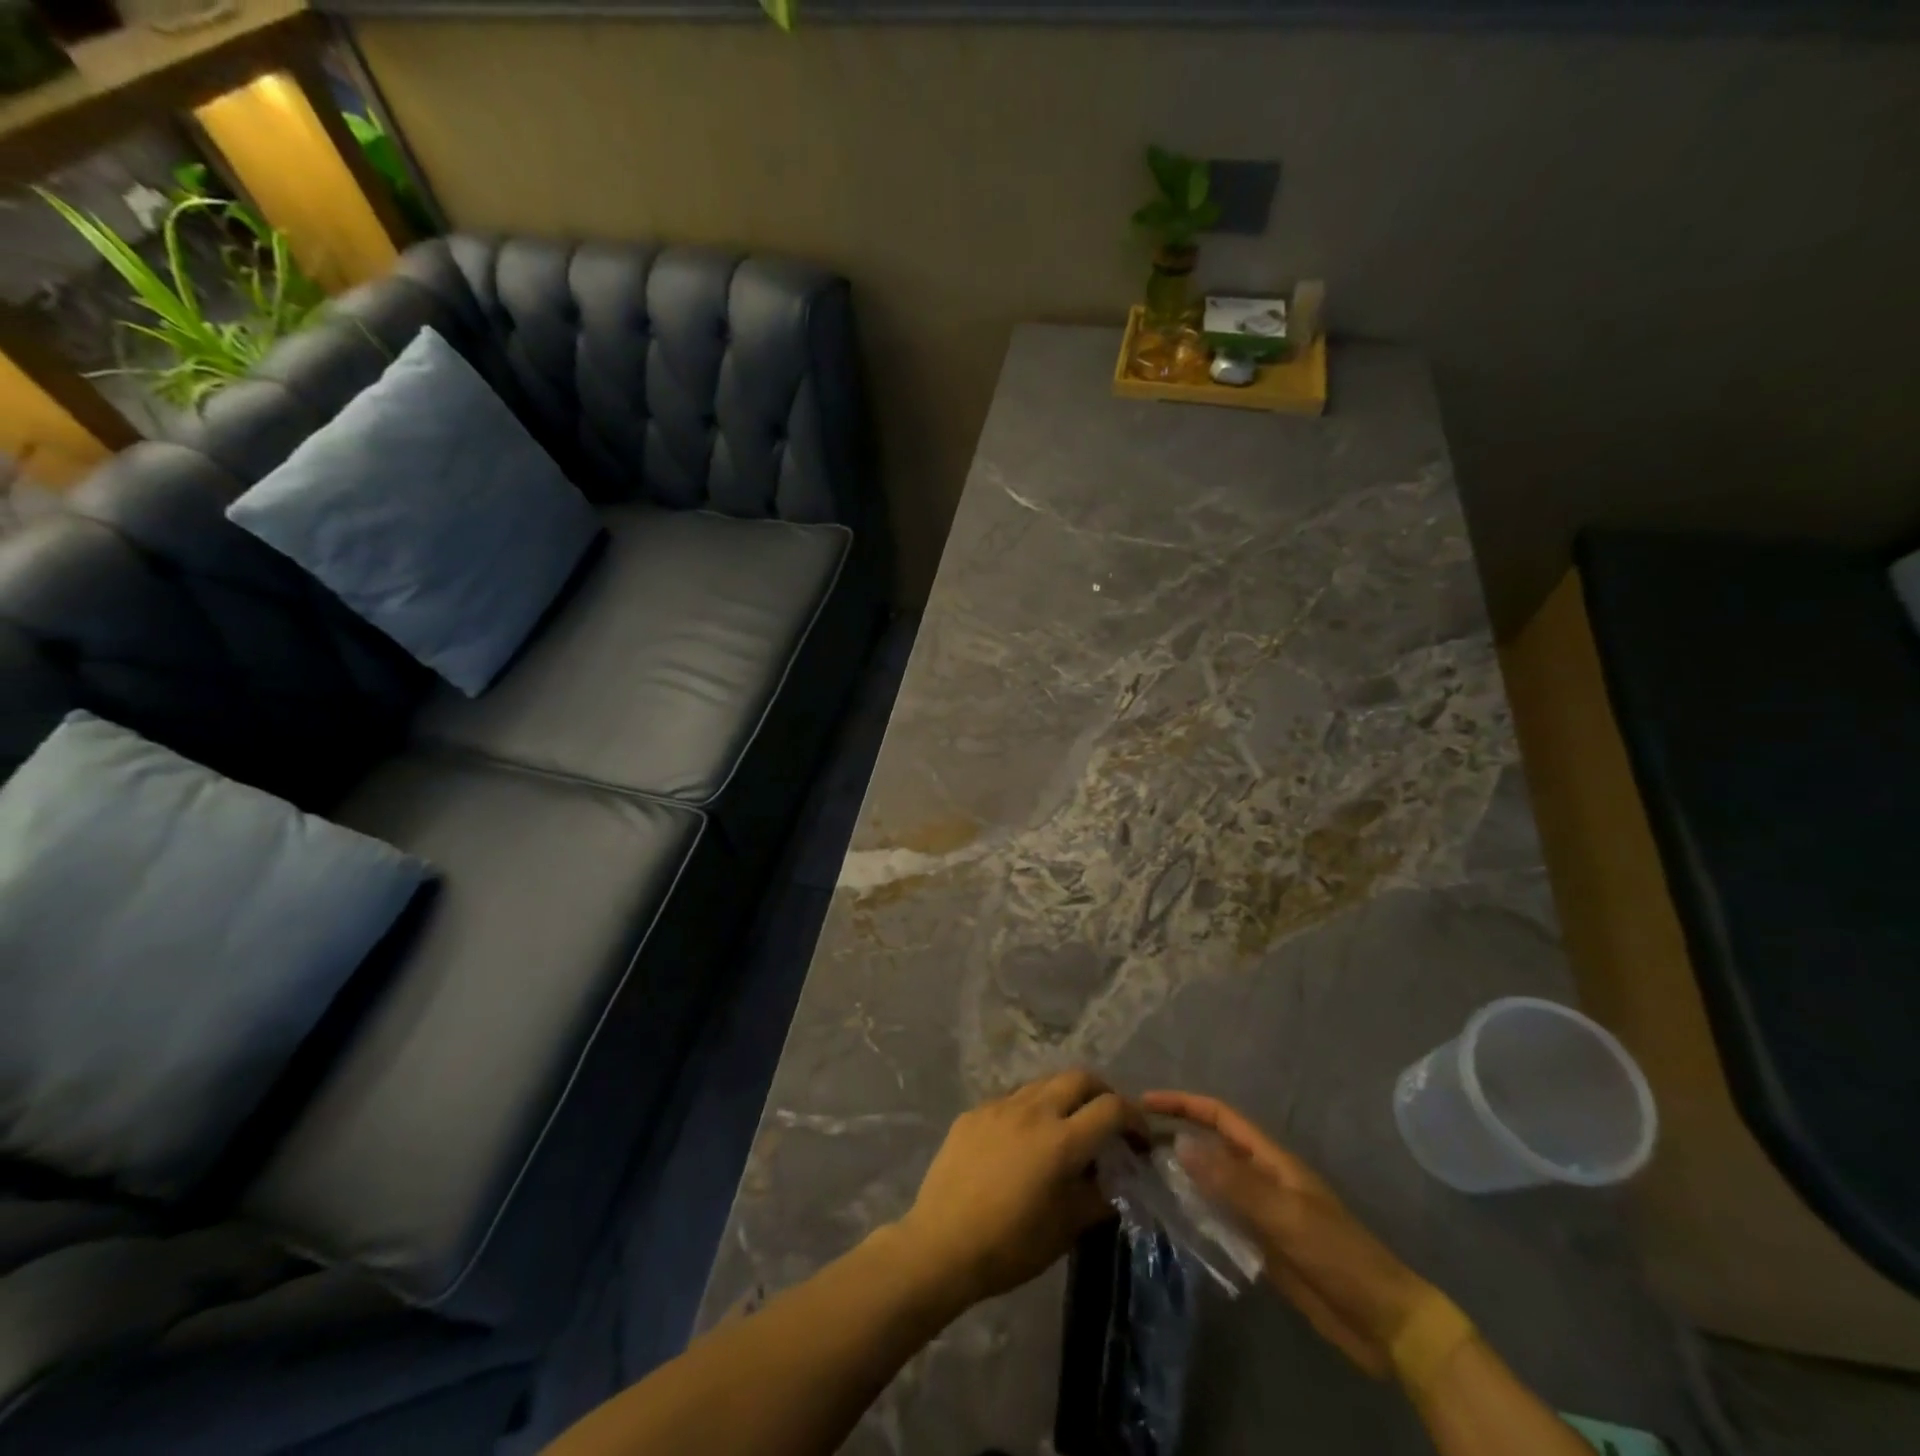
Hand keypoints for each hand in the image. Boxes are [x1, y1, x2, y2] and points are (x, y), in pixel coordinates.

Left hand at [895, 1070, 1139, 1309]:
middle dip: (1102, 1093)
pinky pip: (1012, 1098)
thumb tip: (1118, 1180)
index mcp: (1061, 1140)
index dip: (1134, 1118)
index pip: (1111, 1108)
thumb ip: (1098, 1197)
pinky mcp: (974, 1112)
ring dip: (1065, 1096)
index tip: (1140, 1139)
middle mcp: (1033, 1110)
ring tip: (1067, 1126)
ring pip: (1044, 1082)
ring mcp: (1000, 1106)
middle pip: (1079, 1078)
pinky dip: (1031, 1109)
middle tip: (1108, 1121)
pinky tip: (1024, 1139)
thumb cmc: (1010, 1246)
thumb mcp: (1065, 1229)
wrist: (941, 1244)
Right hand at [1143, 1090, 1431, 1378]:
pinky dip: (1194, 1211)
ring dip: (1181, 1173)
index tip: (1145, 1102)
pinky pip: (1219, 1216)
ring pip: (1211, 1180)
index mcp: (1270, 1159)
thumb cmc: (1335, 1254)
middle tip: (1133, 1139)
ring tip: (1141, 1174)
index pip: (1220, 1116)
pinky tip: (1171, 1219)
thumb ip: (1232, 1181)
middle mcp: (1261, 1177)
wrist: (1380, 1320)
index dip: (1184, 1103)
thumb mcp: (1283, 1214)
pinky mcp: (1260, 1243)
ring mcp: (1260, 1210)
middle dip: (1176, 1133)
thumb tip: (1180, 1143)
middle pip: (1212, 1144)